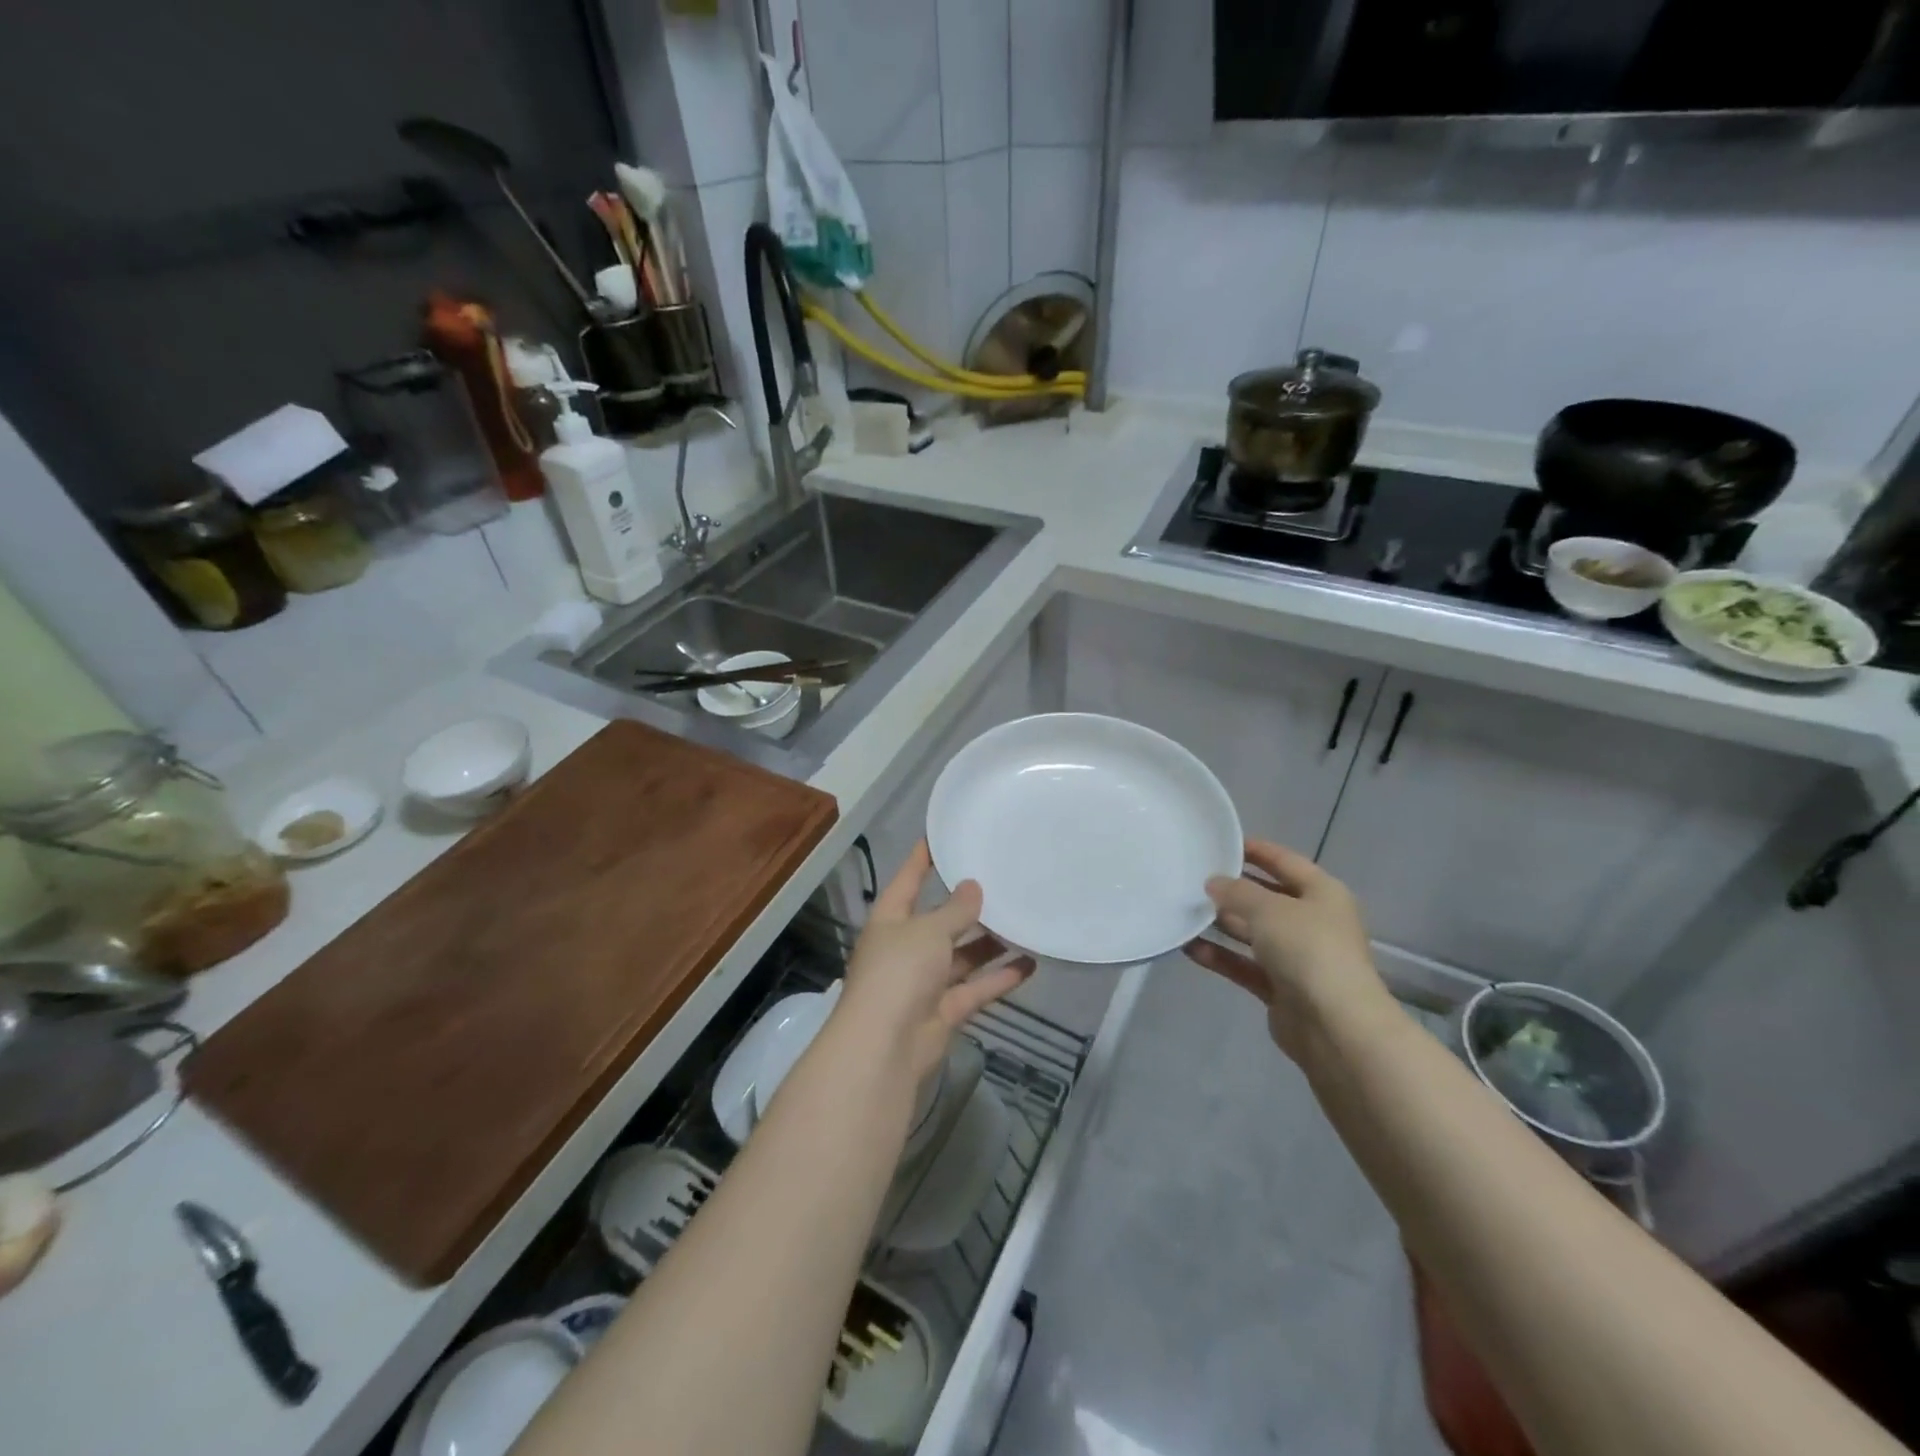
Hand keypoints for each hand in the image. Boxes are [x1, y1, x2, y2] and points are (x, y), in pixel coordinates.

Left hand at [837, 841, 1034, 1083]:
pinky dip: (1000, 977)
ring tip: (1023, 919)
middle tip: (1001, 880)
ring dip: (990, 942)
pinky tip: (1032, 963)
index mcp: (891, 920)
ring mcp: (925, 981)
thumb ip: (954, 910)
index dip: (922, 858)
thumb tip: (972, 886)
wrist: (884, 1047)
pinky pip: (976, 987)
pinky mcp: (945, 1010)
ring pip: (962, 956)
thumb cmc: (898, 972)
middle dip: (966, 905)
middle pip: (940, 920)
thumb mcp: (928, 931)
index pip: (908, 880)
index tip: (942, 835)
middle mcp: (906, 947)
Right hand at [1184, 839, 1384, 1059]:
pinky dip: (1221, 956)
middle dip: (1233, 889)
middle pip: (1267, 898)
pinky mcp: (1281, 988)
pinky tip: (1189, 948)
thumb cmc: (1308, 950)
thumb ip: (1237, 892)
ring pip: (1253, 933)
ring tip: (1184, 910)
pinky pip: (1244, 965)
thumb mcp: (1269, 909)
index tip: (1221, 841)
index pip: (1285, 861)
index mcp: (1322, 894)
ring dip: (1222, 924)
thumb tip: (1214, 883)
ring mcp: (1297, 958)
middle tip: (1193, 877)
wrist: (1335, 1027)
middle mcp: (1312, 922)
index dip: (1256, 850)